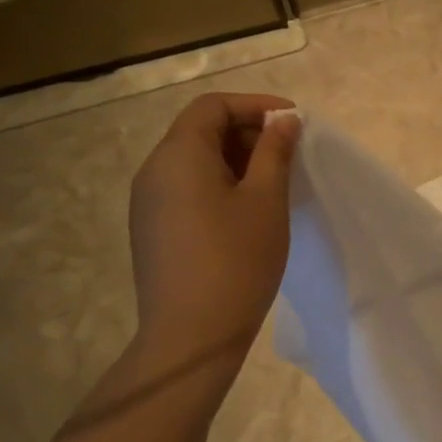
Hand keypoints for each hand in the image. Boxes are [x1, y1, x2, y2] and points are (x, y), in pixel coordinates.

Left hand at [126, 93, 300, 370]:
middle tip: (288, 152)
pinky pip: (186, 187)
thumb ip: (274, 151)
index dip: (255, 105)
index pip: (212, 106)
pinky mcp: (152, 229)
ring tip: (273, 180)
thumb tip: (283, 120)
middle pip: (200, 130)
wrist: (191, 336)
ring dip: (235, 158)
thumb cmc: (236, 260)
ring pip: (193, 160)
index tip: (293, 121)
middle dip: (246, 131)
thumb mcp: (265, 199)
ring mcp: (148, 202)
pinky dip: (218, 183)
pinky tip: (247, 209)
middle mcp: (154, 170)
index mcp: (178, 155)